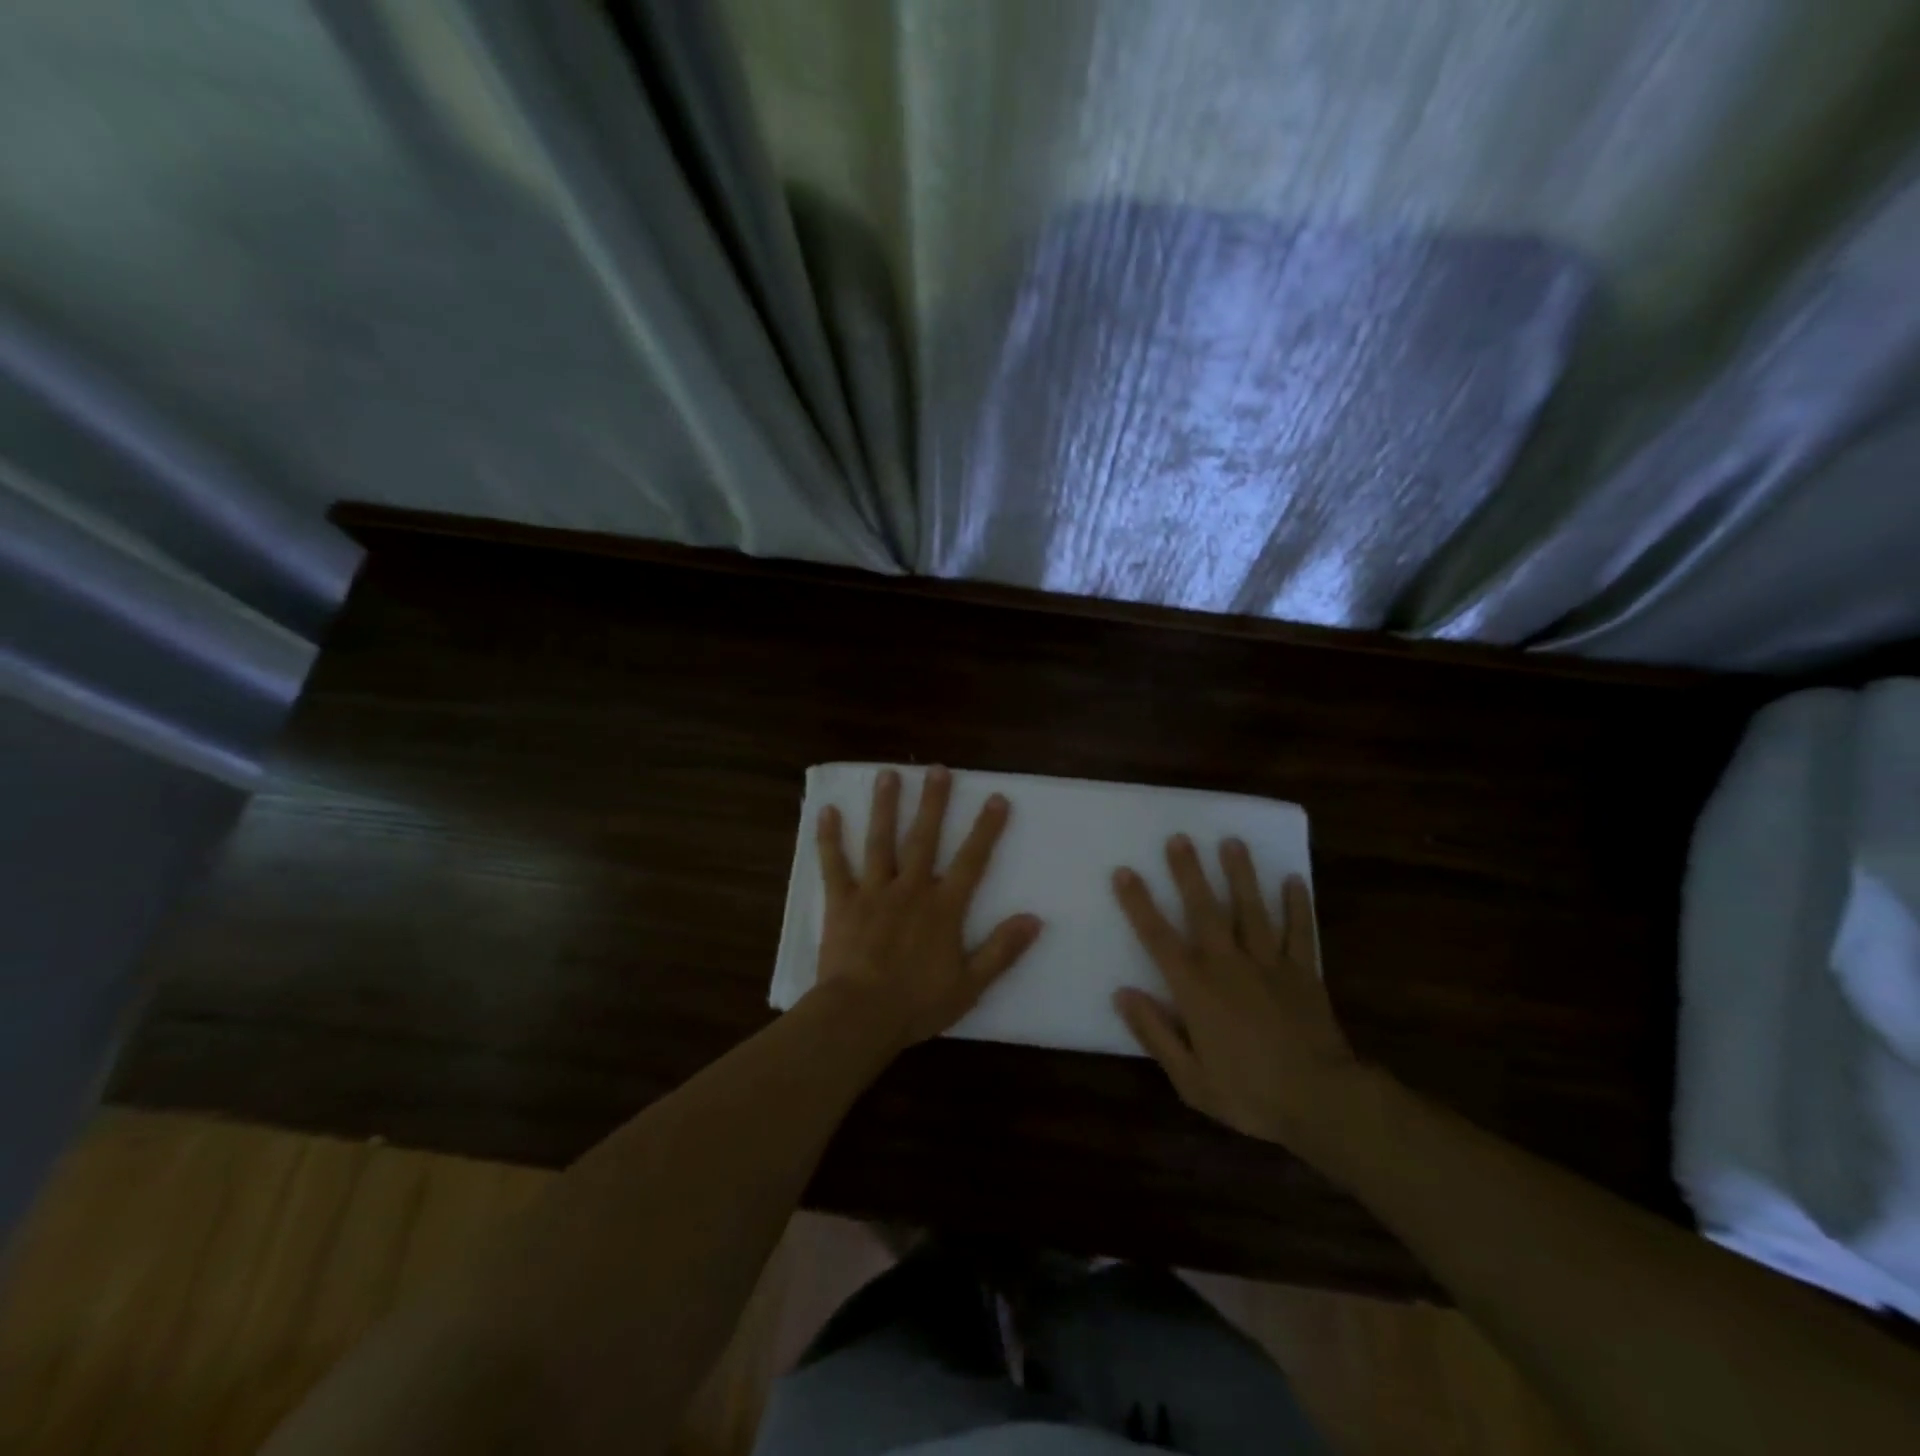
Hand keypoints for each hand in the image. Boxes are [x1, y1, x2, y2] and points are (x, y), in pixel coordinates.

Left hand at [813, 767, 1043, 1051]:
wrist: (860, 1016)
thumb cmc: (917, 1004)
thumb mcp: (970, 985)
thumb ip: (1002, 950)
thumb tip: (1034, 919)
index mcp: (943, 908)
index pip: (971, 860)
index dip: (986, 829)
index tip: (996, 798)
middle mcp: (910, 889)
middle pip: (924, 838)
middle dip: (933, 802)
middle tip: (937, 769)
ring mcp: (873, 892)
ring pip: (880, 841)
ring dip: (885, 806)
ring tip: (887, 774)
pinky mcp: (842, 902)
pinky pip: (834, 864)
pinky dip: (829, 838)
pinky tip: (826, 811)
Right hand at [1111, 835, 1362, 1153]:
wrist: (1322, 1103)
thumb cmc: (1249, 1094)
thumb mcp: (1189, 1078)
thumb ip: (1154, 1033)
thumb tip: (1122, 993)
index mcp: (1196, 988)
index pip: (1159, 938)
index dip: (1139, 904)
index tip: (1124, 872)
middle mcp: (1229, 964)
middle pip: (1205, 910)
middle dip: (1190, 873)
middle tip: (1180, 838)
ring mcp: (1270, 964)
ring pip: (1252, 910)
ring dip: (1241, 875)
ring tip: (1232, 841)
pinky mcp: (1304, 973)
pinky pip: (1300, 932)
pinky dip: (1298, 906)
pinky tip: (1294, 880)